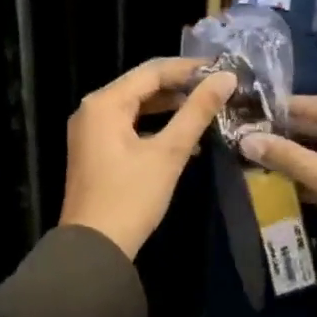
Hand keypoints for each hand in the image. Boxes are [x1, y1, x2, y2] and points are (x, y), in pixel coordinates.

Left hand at [58, 58, 236, 259]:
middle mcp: (92, 109)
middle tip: (218, 88)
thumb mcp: (169, 152)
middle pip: (142, 85)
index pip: (152, 71)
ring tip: (207, 109)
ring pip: (136, 106)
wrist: (94, 248)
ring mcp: (91, 131)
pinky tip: (185, 137)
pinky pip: (128, 126)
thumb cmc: (131, 197)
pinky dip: (155, 126)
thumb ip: (197, 112)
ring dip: (170, 107)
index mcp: (105, 103)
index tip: (223, 69)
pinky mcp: (95, 151)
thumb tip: (226, 78)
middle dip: (181, 86)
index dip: (189, 68)